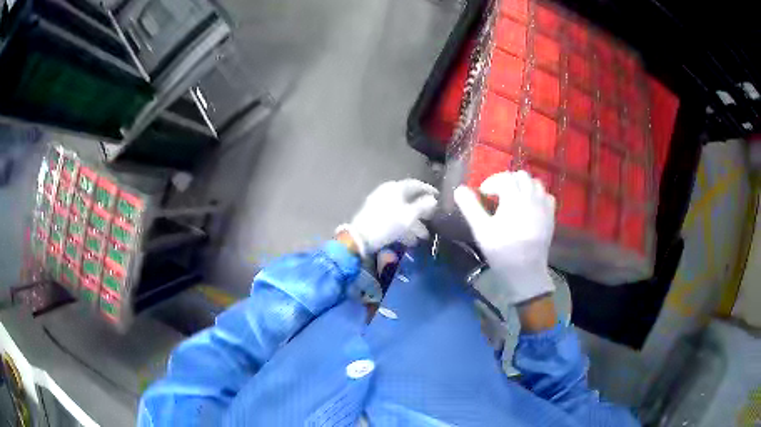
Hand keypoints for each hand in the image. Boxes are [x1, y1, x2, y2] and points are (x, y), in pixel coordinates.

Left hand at [339, 179, 438, 257]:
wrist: (360, 238)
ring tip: (423, 237)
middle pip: (409, 200)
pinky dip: (403, 227)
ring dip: (414, 223)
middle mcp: (387, 193)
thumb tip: (433, 199)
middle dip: (422, 212)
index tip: (439, 197)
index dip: (428, 190)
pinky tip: (410, 241)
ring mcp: (379, 204)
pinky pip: (393, 218)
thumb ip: (422, 207)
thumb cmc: (387, 223)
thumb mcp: (408, 216)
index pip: (415, 184)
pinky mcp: (374, 216)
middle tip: (432, 220)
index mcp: (395, 188)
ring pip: (401, 211)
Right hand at [454, 170, 555, 304]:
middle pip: (521, 176)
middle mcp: (531, 197)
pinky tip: (531, 206)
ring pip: (536, 183)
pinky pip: (547, 196)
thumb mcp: (481, 229)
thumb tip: (459, 189)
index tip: (483, 194)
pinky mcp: (551, 216)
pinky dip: (538, 195)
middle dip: (508, 181)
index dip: (491, 182)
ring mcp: (543, 206)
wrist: (525, 271)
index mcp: (513, 197)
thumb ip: (470, 207)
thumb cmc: (501, 250)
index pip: (503, 178)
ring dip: (524, 185)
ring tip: (515, 197)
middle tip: (498, 194)